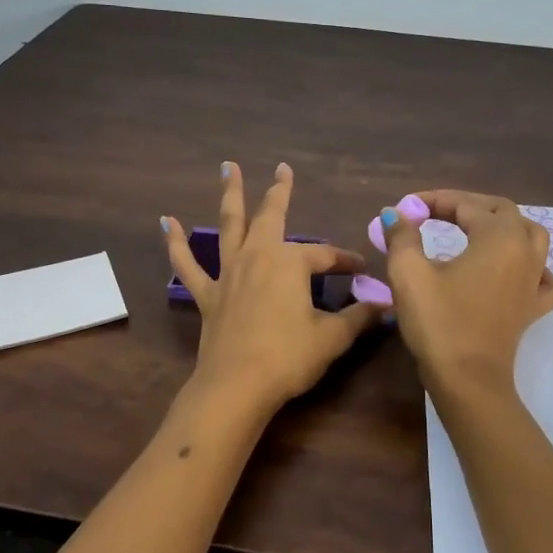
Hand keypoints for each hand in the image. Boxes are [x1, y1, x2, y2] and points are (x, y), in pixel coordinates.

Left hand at [162, 162, 383, 414]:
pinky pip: (188, 265)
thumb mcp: (332, 338)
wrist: (237, 385)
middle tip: (283, 168)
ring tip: (228, 167)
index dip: (346, 262)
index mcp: (291, 263)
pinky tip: (167, 222)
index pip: (326, 256)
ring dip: (230, 195)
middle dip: (280, 192)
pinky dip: (176, 243)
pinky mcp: (207, 295)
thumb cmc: (288, 357)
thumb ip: (358, 318)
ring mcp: (229, 273)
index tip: (362, 271)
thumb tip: (386, 305)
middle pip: (271, 217)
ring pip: (229, 226)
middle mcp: (258, 256)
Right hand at [377, 190, 552, 394]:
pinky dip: (531, 265)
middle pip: (501, 211)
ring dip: (501, 225)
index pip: (465, 205)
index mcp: (499, 237)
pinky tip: (515, 269)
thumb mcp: (409, 273)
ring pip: (529, 235)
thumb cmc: (438, 322)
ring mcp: (534, 280)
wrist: (467, 379)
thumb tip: (395, 213)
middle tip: (433, 212)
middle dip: (466, 206)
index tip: (405, 208)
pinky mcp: (533, 307)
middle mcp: (525, 251)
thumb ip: (402, 237)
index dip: (433, 201)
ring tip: (474, 229)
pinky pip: (543, 275)